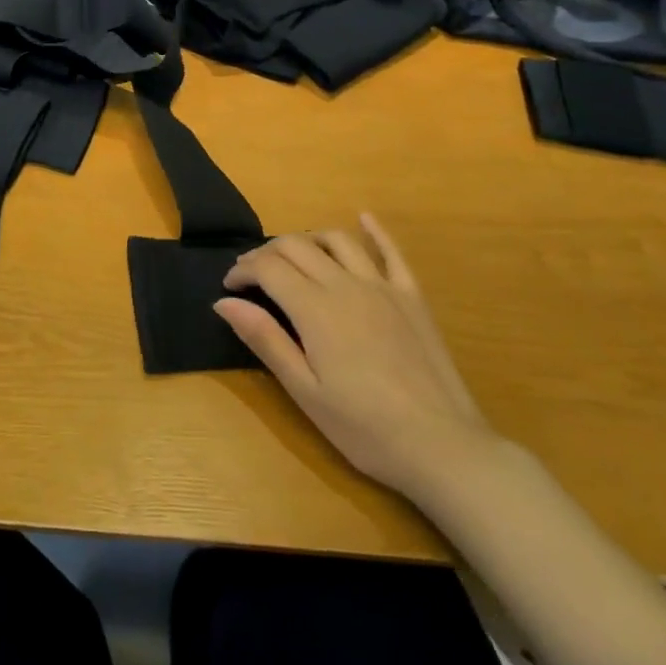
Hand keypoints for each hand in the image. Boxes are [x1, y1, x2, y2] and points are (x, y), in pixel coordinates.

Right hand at [216, 214, 503, 501]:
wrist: (442, 446)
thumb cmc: (364, 427)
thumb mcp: (304, 391)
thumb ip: (264, 339)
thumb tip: (223, 302)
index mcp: (315, 309)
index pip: (268, 268)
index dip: (243, 271)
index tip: (229, 287)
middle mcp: (345, 284)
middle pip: (297, 247)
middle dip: (266, 253)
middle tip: (251, 274)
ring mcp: (382, 286)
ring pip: (338, 241)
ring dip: (308, 239)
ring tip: (293, 256)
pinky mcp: (412, 297)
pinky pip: (391, 252)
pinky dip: (375, 231)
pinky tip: (363, 218)